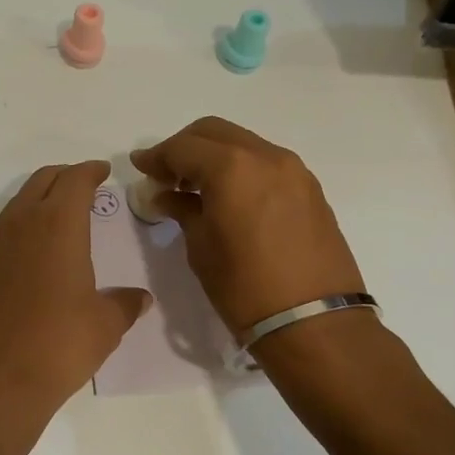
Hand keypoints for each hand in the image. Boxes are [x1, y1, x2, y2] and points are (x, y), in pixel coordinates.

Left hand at [0, 161, 151, 418]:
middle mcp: (22, 225)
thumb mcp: (105, 325)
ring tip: (61, 212)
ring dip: (41, 198)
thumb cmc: (58, 344)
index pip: (74, 181)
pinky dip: (24, 226)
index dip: (90, 171)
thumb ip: (124, 304)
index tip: (103, 170)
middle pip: (42, 182)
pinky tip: (36, 250)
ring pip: (19, 204)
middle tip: (84, 183)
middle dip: (64, 176)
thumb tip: (139, 298)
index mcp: (57, 225)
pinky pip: (5, 232)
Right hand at [131, 118, 365, 335]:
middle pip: (213, 132)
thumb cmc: (244, 287)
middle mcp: (265, 156)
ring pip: (242, 143)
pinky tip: (229, 196)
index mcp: (232, 167)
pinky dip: (240, 167)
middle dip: (184, 147)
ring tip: (195, 187)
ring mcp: (293, 170)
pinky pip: (265, 162)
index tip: (140, 168)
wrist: (314, 322)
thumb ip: (181, 210)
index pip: (183, 147)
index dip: (157, 157)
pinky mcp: (309, 188)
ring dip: (214, 155)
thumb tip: (165, 196)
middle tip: (165, 175)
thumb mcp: (201, 247)